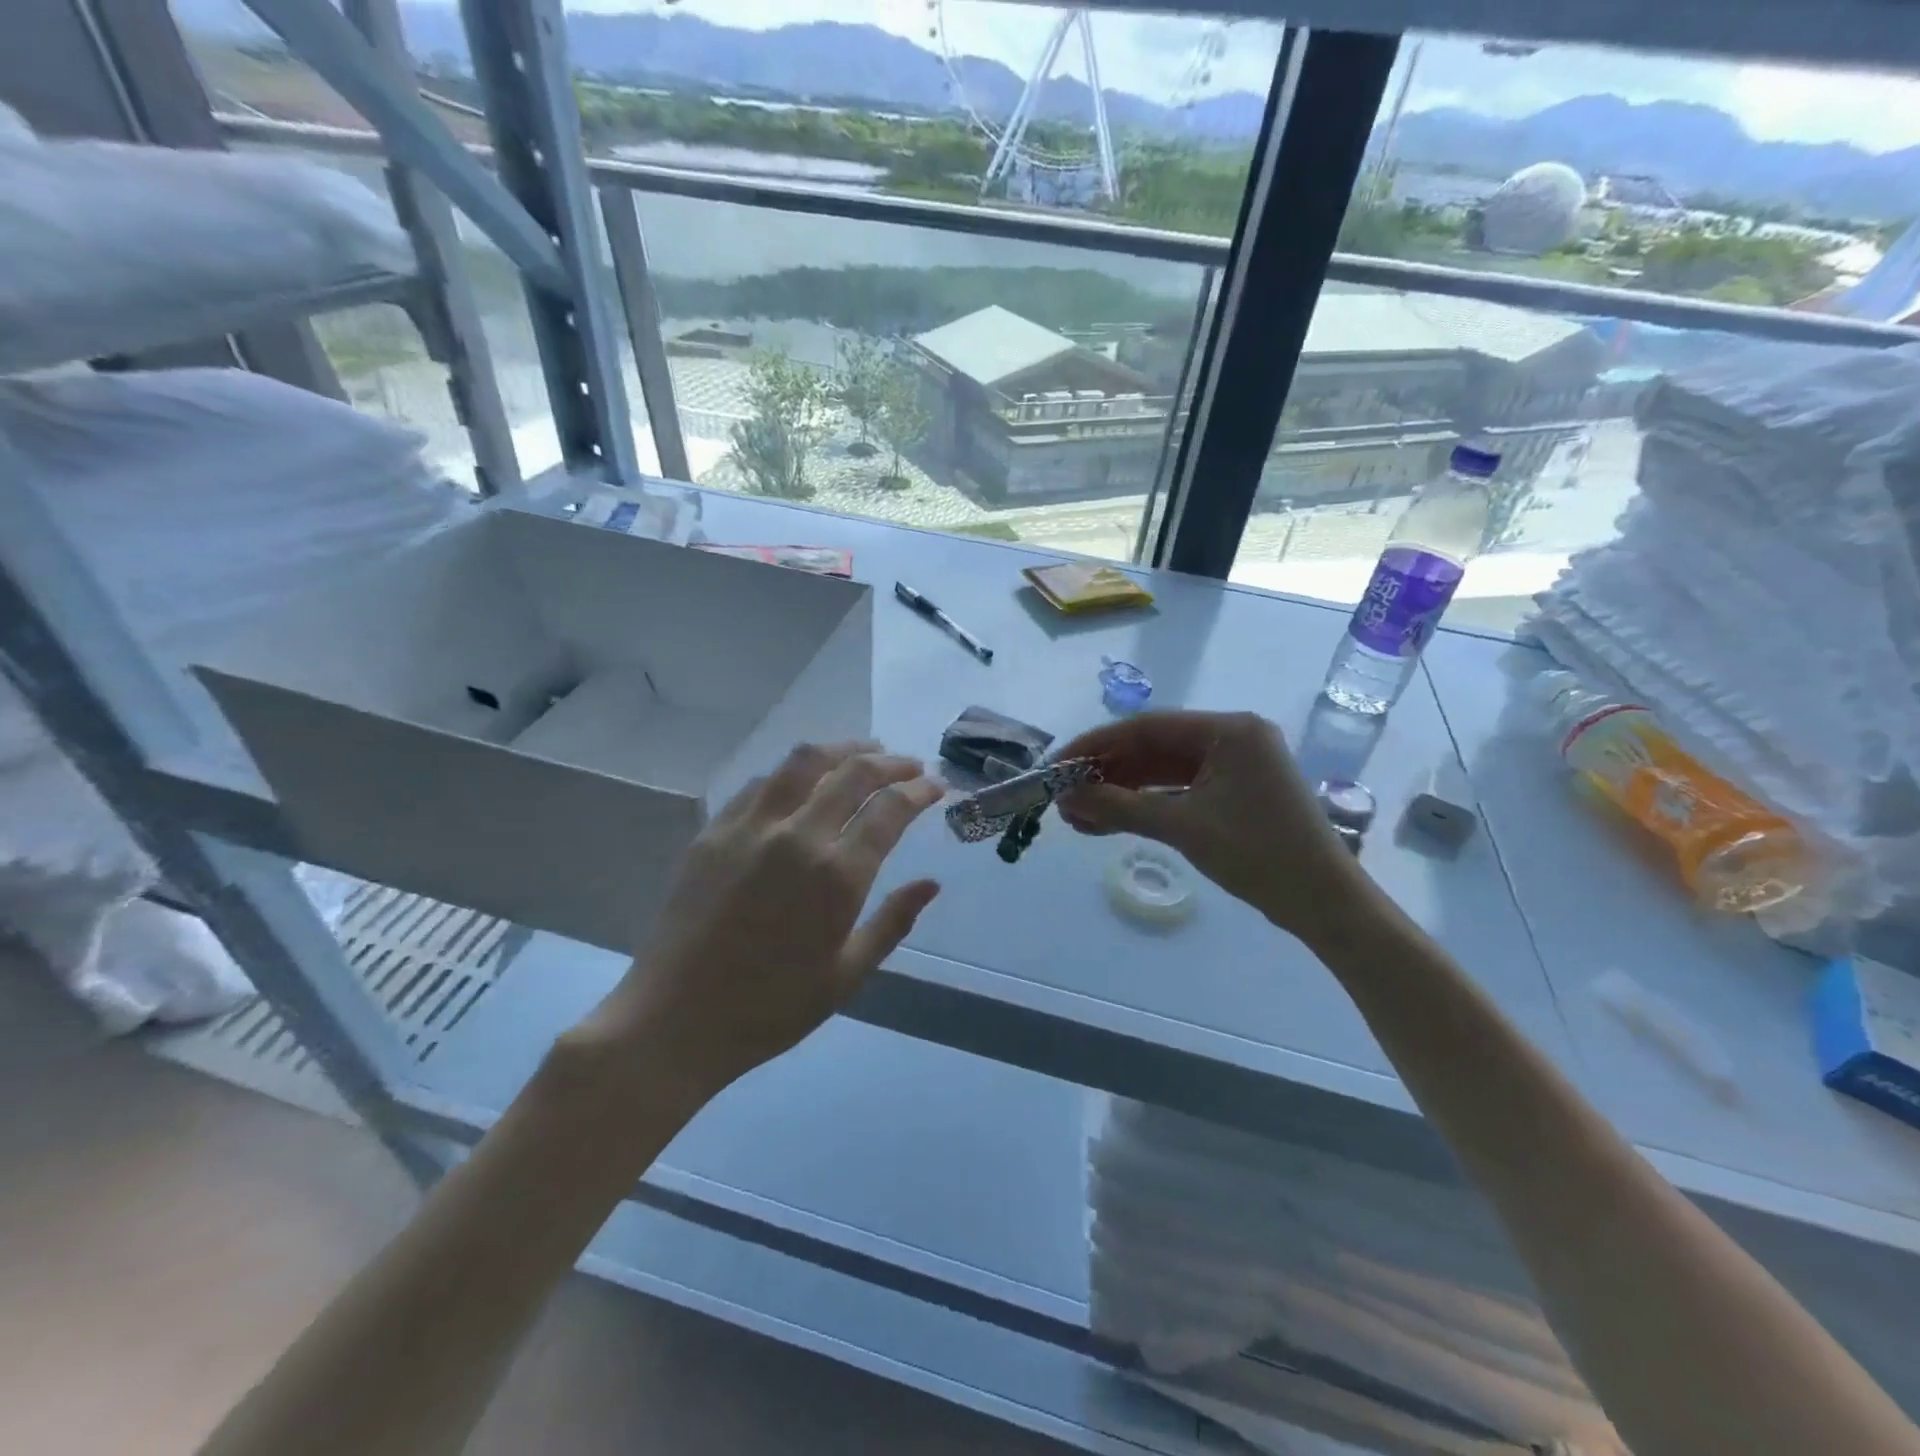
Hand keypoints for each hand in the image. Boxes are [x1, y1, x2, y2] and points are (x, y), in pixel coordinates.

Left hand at [578, 742, 944, 1097]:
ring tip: (862, 750)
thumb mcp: (846, 976)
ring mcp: (750, 828)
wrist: (676, 1020)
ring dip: (841, 749)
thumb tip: (931, 884)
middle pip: (853, 773)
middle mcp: (797, 837)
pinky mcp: (714, 831)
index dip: (918, 790)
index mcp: (837, 876)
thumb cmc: (771, 1008)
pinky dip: (792, 772)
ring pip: (803, 762)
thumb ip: (893, 922)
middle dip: (889, 762)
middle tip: (908, 763)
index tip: (934, 785)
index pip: (889, 810)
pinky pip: (761, 783)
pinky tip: (802, 780)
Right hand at [1054, 711, 1371, 945]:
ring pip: (1162, 772)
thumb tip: (1066, 799)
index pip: (1147, 727)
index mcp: (1229, 730)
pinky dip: (1145, 806)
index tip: (1059, 765)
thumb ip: (1120, 808)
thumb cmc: (1258, 854)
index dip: (1097, 744)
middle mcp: (1232, 738)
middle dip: (1107, 773)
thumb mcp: (1183, 827)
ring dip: (1121, 793)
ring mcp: (1234, 767)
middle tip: (1064, 795)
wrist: (1323, 903)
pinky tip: (1108, 822)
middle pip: (1154, 748)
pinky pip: (1179, 792)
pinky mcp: (1233, 793)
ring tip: (1077, 815)